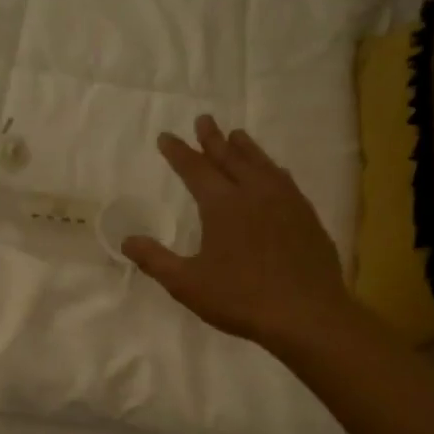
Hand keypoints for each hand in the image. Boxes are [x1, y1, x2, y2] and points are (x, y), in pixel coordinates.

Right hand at [124, 115, 354, 352]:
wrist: (307, 314)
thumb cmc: (241, 298)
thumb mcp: (187, 284)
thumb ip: (155, 260)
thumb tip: (126, 241)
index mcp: (222, 204)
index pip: (194, 169)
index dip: (178, 152)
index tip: (166, 137)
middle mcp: (254, 192)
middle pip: (230, 157)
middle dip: (213, 139)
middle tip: (204, 119)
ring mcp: (285, 201)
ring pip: (261, 164)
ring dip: (245, 148)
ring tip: (237, 135)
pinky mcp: (306, 216)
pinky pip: (284, 180)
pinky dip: (271, 169)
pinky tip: (274, 173)